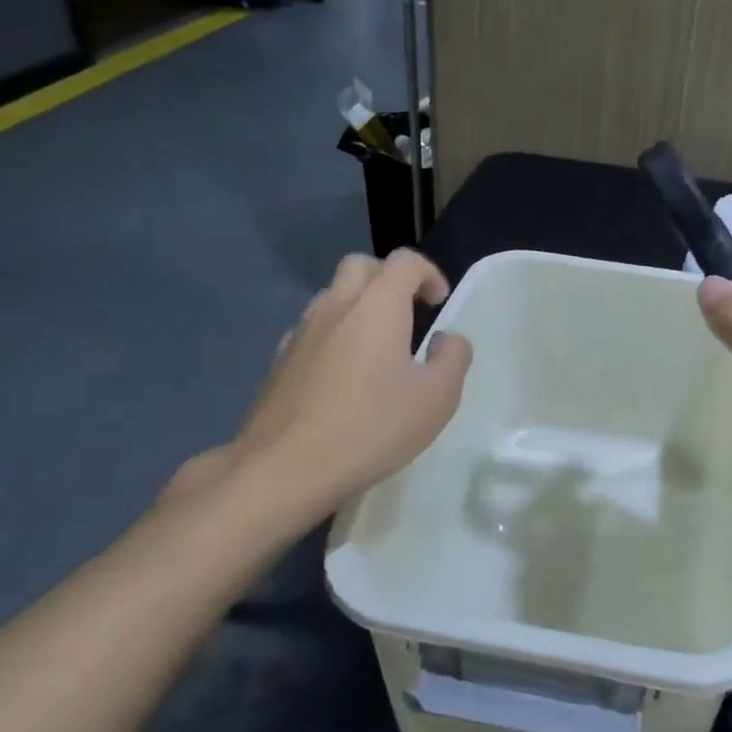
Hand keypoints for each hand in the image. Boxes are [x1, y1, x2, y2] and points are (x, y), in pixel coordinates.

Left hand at [169, 251, 472, 525]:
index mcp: (377, 305)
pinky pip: (311, 330)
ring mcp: (301, 332)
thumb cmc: (370, 428)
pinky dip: (333, 335)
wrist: (281, 470)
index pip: (405, 261)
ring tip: (376, 346)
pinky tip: (341, 375)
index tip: (439, 304)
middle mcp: (336, 306)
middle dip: (388, 278)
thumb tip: (446, 339)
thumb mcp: (437, 399)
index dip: (428, 273)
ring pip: (331, 296)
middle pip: (361, 265)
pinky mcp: (278, 362)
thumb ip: (453, 358)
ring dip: (358, 306)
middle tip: (407, 312)